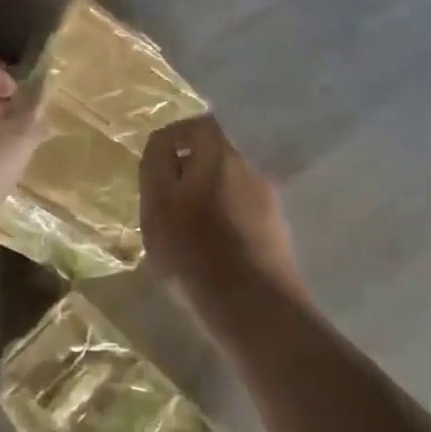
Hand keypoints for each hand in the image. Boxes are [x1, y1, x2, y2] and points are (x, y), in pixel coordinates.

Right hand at [140, 116, 304, 300]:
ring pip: (228, 185)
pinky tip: (209, 251)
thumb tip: (162, 146)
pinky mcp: (276, 232)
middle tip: (163, 201)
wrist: (254, 306)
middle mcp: (250, 169)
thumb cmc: (195, 251)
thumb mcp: (157, 205)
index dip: (173, 138)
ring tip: (184, 231)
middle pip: (214, 155)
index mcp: (221, 156)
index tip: (153, 164)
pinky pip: (242, 212)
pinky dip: (223, 220)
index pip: (197, 125)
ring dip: (205, 198)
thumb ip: (156, 166)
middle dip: (187, 172)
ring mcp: (269, 201)